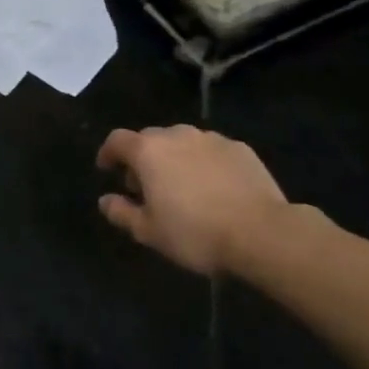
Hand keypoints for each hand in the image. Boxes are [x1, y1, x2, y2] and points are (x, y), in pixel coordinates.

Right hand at [96, 126, 287, 275]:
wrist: (263, 233)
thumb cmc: (195, 232)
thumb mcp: (149, 232)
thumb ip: (122, 213)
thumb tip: (105, 200)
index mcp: (148, 151)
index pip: (117, 140)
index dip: (108, 153)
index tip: (107, 169)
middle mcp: (177, 135)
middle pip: (150, 139)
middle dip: (142, 159)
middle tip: (145, 187)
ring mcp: (211, 139)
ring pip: (182, 143)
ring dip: (174, 159)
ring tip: (181, 187)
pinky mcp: (240, 149)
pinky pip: (211, 151)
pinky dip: (203, 163)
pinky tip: (213, 188)